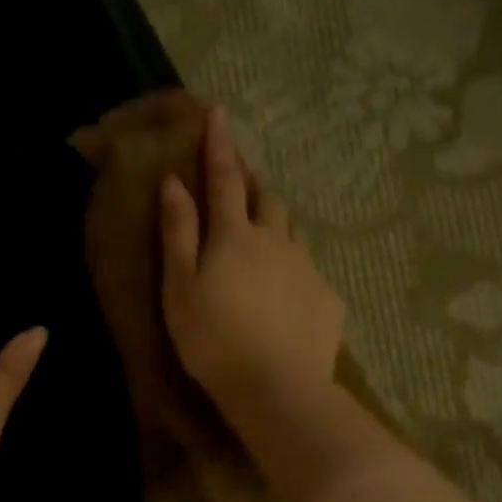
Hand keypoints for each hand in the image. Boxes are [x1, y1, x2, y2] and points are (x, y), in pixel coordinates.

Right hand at [159, 107, 343, 422]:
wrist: (277, 389)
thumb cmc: (214, 341)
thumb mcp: (180, 289)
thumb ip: (178, 234)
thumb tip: (174, 184)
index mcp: (235, 236)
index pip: (226, 178)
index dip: (220, 145)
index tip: (218, 112)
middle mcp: (277, 241)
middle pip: (268, 199)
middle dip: (254, 184)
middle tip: (242, 185)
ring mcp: (307, 269)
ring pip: (292, 233)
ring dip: (276, 226)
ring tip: (264, 243)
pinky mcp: (328, 299)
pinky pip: (309, 272)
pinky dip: (293, 271)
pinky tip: (286, 297)